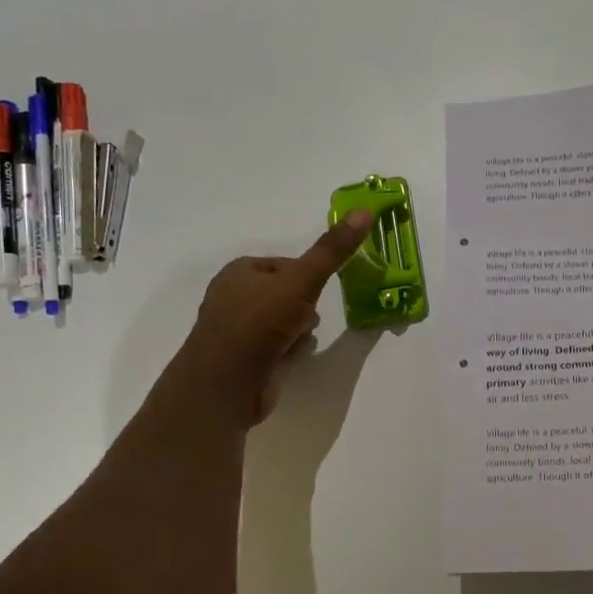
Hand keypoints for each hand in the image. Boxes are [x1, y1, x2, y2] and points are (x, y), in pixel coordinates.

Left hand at [165, 211, 375, 428]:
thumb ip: (332, 250)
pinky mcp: (244, 359)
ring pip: (284, 321)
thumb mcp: (302, 280)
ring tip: (301, 339)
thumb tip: (364, 211)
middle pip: (287, 294)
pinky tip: (294, 356)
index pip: (286, 264)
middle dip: (304, 306)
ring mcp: (238, 330)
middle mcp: (234, 297)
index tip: (318, 289)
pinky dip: (289, 349)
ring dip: (300, 329)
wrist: (228, 382)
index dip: (307, 276)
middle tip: (308, 317)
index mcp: (240, 271)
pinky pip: (277, 346)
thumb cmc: (260, 322)